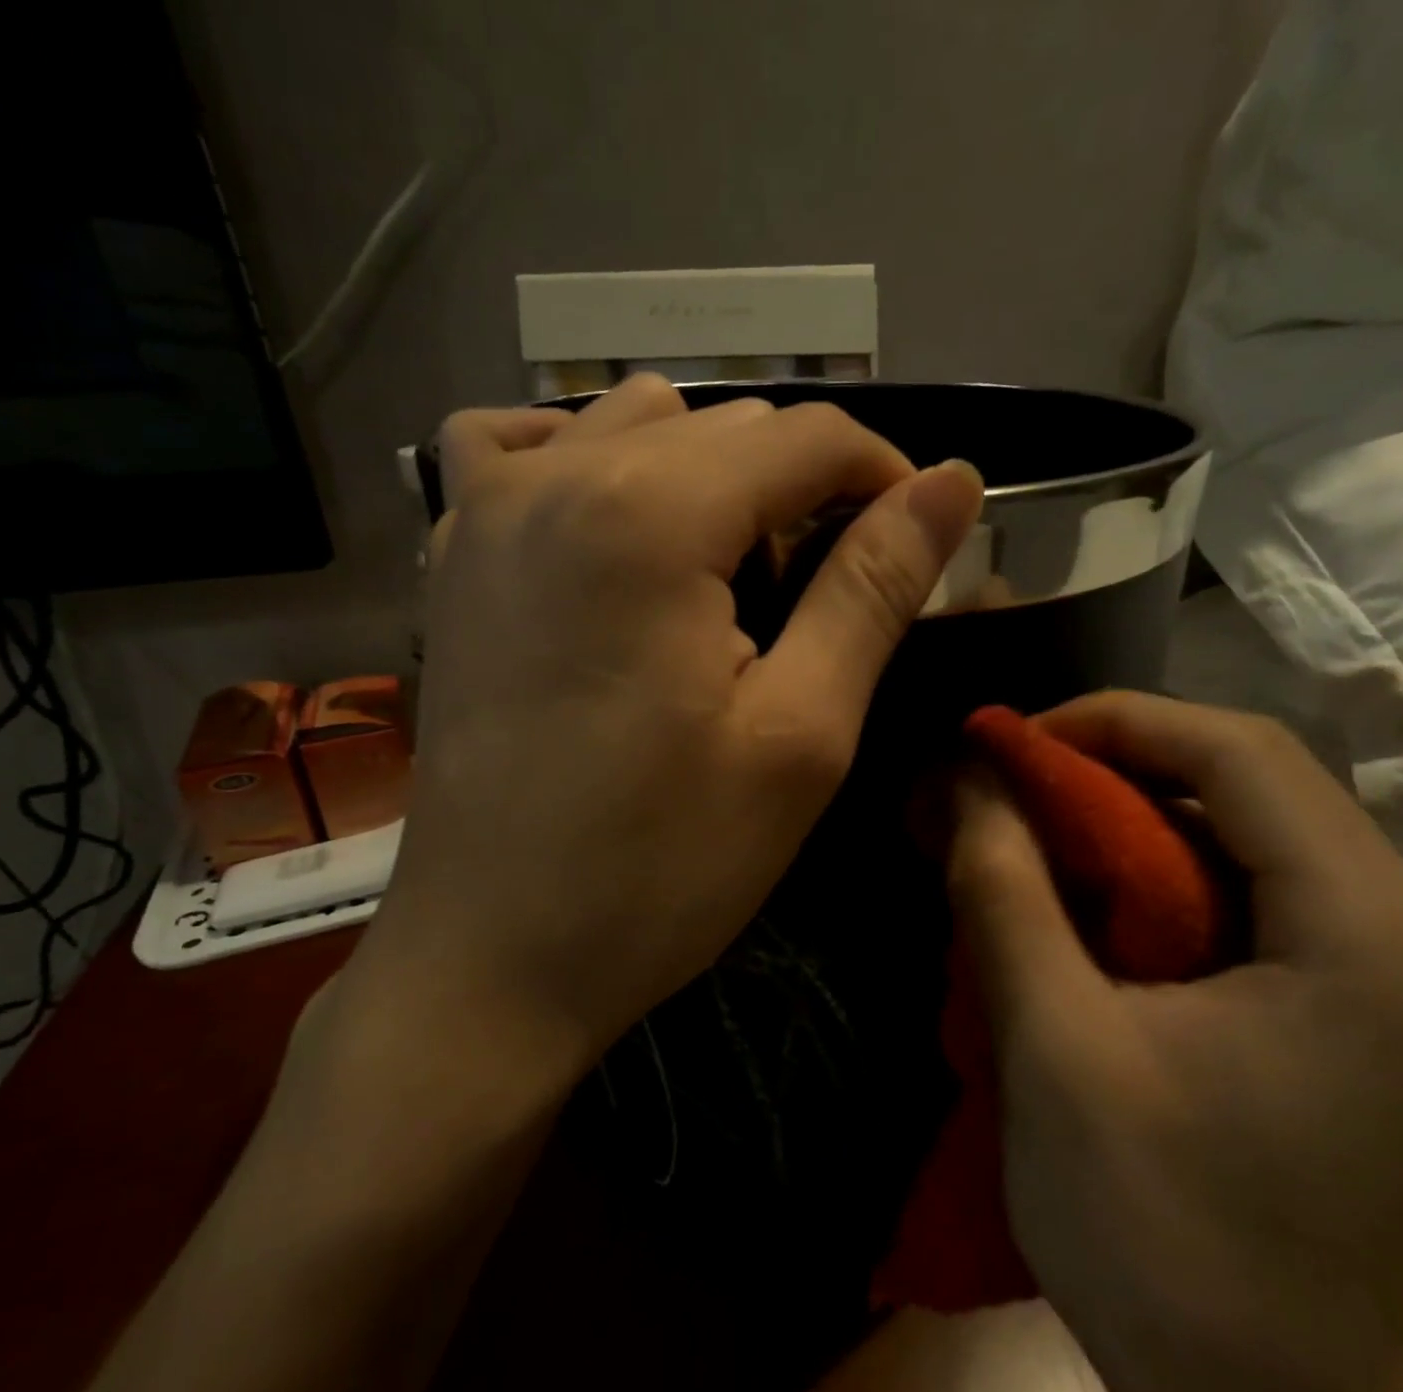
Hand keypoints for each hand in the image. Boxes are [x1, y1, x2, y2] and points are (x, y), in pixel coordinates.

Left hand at [354, 375, 983, 1070]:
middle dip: (800, 490)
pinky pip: (517, 449)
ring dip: (706, 475)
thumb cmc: (660, 864)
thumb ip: (873, 589)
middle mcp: (556, 477)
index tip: (913, 545)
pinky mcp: (451, 557)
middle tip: (822, 596)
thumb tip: (951, 486)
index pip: (808, 436)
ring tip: (725, 576)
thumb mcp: (800, 733)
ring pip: (633, 423)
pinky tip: (607, 523)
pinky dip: (579, 458)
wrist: (494, 956)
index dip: (884, 477)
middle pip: (726, 426)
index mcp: (651, 513)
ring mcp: (484, 510)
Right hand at [944, 691, 1402, 1391]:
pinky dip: (1150, 872)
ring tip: (1026, 834)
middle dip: (1110, 767)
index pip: (1241, 754)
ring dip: (1123, 819)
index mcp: (1370, 934)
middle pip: (1247, 784)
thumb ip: (1004, 892)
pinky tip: (1080, 901)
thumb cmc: (1160, 1235)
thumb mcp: (1054, 1045)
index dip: (1112, 723)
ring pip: (1240, 831)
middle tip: (1004, 787)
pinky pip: (1242, 889)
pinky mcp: (1349, 1000)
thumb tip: (966, 780)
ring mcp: (1387, 968)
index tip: (1007, 744)